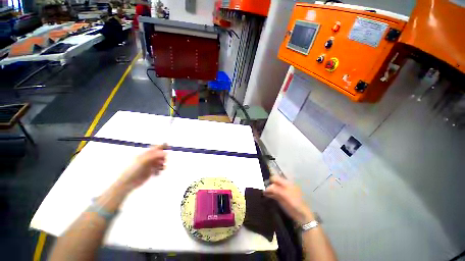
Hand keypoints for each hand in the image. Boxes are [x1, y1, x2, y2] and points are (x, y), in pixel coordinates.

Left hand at [117, 144, 166, 190]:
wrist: (128, 182)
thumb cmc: (134, 170)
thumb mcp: (144, 161)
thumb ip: (155, 156)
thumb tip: (166, 153)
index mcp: (146, 154)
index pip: (156, 148)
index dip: (162, 146)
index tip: (169, 146)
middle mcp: (149, 158)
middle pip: (160, 155)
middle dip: (163, 158)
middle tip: (163, 162)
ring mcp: (150, 165)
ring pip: (160, 162)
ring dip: (162, 165)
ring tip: (160, 169)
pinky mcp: (151, 171)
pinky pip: (159, 169)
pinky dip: (160, 170)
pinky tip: (157, 173)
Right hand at [264, 175, 313, 224]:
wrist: (301, 214)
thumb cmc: (294, 202)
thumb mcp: (284, 194)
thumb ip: (275, 189)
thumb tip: (267, 187)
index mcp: (286, 183)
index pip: (275, 178)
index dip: (270, 180)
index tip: (264, 184)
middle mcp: (283, 186)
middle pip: (274, 183)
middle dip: (268, 185)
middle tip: (263, 189)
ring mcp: (282, 192)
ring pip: (273, 189)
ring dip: (268, 190)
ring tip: (263, 192)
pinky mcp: (281, 198)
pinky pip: (273, 194)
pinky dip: (269, 194)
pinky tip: (265, 195)